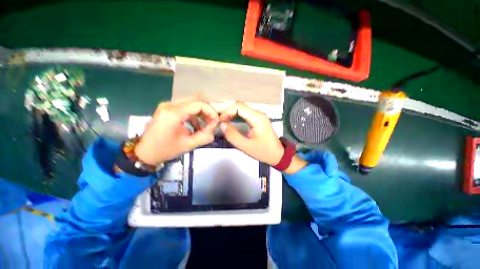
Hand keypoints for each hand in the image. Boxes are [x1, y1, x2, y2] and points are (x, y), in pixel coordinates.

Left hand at [134, 97, 218, 165]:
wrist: (145, 152)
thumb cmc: (165, 149)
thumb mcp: (188, 144)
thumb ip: (205, 136)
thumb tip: (215, 128)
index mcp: (174, 113)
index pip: (199, 104)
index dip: (211, 111)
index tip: (216, 121)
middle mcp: (170, 105)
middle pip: (195, 99)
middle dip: (207, 110)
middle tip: (211, 121)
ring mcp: (167, 105)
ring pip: (191, 101)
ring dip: (201, 111)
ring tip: (204, 124)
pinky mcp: (167, 108)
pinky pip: (185, 106)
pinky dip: (194, 113)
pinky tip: (195, 124)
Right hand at [218, 103, 284, 165]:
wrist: (278, 155)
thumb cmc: (263, 151)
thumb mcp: (245, 146)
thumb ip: (232, 135)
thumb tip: (222, 125)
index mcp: (257, 118)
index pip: (238, 106)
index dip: (227, 111)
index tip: (220, 121)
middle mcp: (259, 113)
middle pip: (240, 106)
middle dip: (228, 112)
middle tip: (221, 122)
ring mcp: (260, 116)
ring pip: (243, 109)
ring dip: (232, 114)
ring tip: (225, 122)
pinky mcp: (259, 119)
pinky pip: (246, 114)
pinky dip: (237, 116)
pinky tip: (233, 122)